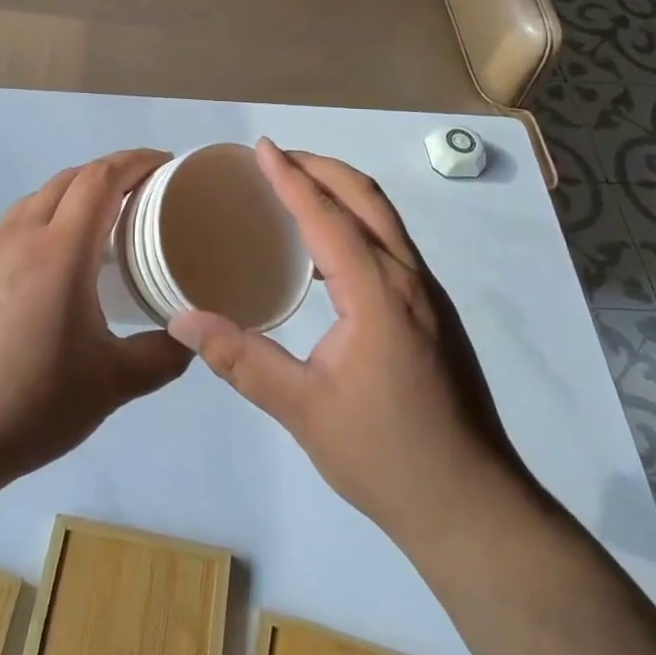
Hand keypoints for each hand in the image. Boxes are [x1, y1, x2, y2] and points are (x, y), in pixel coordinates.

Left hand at [0, 150, 191, 483]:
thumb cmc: (30, 402)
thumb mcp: (111, 385)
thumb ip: (161, 356)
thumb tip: (191, 337)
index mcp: (60, 251)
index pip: (100, 178)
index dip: (135, 161)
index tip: (167, 164)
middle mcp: (23, 236)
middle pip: (71, 177)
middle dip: (112, 171)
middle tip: (147, 190)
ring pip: (42, 195)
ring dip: (79, 190)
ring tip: (109, 217)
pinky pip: (21, 220)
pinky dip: (52, 213)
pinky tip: (62, 255)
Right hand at [169, 140, 522, 541]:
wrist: (473, 507)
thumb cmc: (385, 456)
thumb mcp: (302, 409)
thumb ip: (241, 358)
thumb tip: (182, 321)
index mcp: (377, 292)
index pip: (326, 215)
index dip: (290, 177)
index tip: (261, 147)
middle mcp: (408, 278)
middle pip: (365, 197)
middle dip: (320, 167)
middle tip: (276, 159)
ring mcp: (428, 294)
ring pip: (384, 217)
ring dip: (342, 191)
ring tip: (297, 191)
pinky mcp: (434, 312)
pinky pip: (391, 243)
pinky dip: (357, 221)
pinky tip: (329, 251)